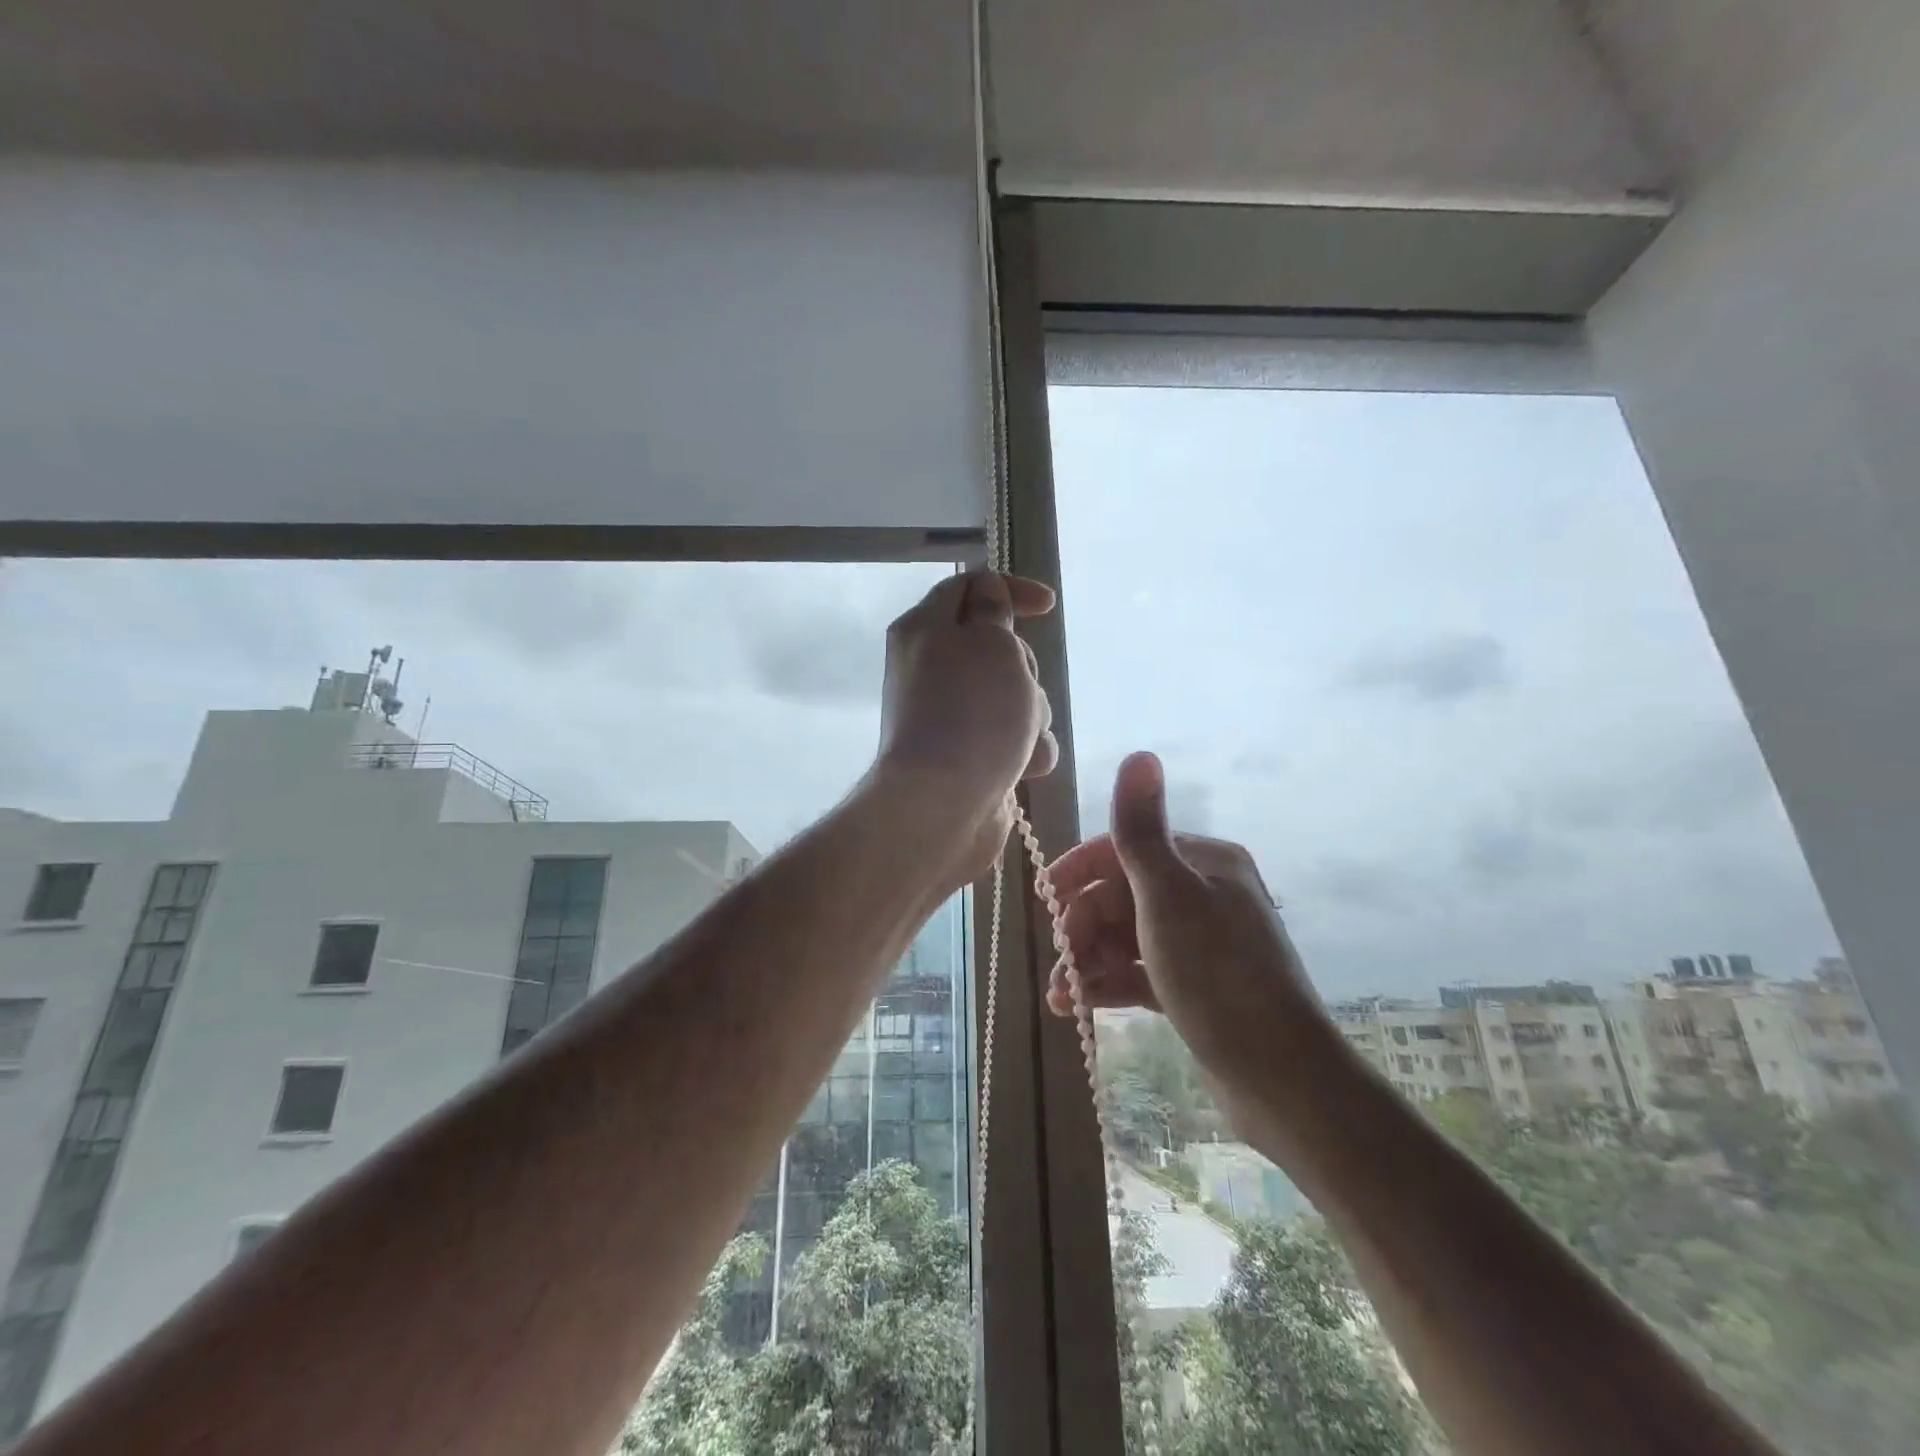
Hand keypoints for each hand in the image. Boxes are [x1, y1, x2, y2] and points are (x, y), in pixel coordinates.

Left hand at [872, 570, 1058, 883]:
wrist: (943, 806)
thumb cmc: (972, 713)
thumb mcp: (991, 643)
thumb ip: (993, 610)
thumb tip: (986, 593)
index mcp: (925, 629)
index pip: (968, 587)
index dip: (1010, 589)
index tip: (1048, 607)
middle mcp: (931, 668)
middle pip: (996, 647)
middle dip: (1025, 667)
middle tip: (1020, 685)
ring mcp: (950, 715)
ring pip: (1012, 695)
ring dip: (1031, 713)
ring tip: (1021, 737)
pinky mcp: (968, 754)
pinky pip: (1012, 737)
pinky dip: (1025, 749)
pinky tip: (1025, 767)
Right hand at [1045, 752, 1337, 1119]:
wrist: (1281, 1079)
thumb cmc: (1217, 975)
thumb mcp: (1169, 896)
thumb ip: (1141, 829)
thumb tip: (1140, 753)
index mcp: (1204, 863)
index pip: (1127, 847)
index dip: (1081, 870)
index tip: (1046, 898)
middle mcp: (1204, 895)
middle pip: (1122, 895)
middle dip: (1083, 925)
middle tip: (1062, 959)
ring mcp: (1200, 944)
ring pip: (1126, 937)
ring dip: (1088, 960)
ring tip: (1063, 995)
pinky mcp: (1194, 987)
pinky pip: (1138, 971)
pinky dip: (1108, 983)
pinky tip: (1079, 1005)